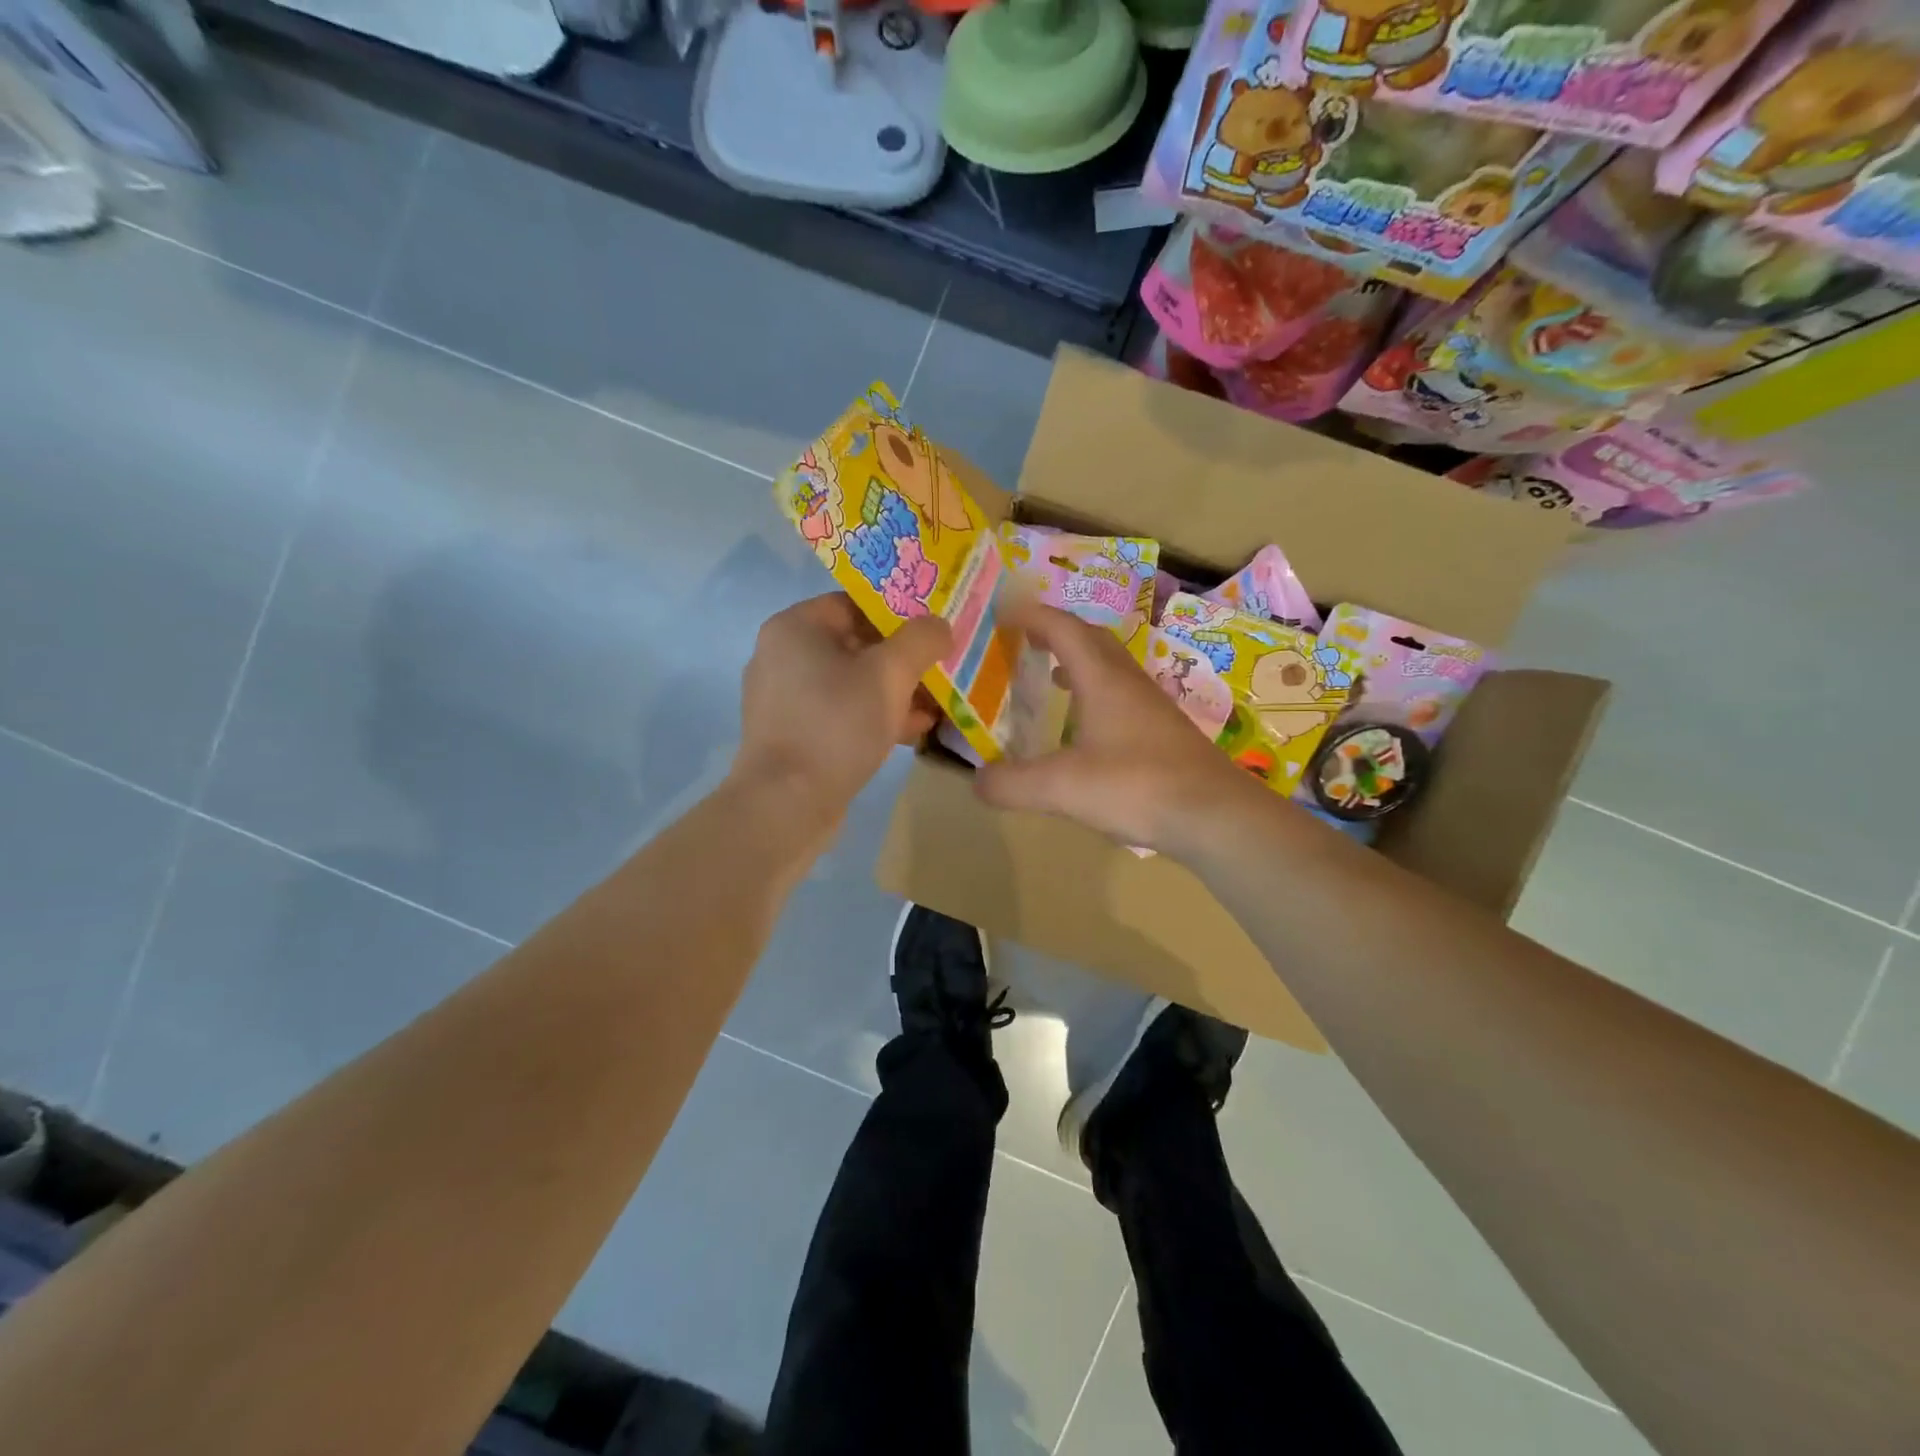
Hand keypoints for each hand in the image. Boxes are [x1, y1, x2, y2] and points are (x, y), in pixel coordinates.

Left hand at [734, 593, 951, 821]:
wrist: (787, 805)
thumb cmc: (836, 725)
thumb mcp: (890, 675)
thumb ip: (921, 640)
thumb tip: (940, 625)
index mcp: (795, 628)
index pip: (854, 604)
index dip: (899, 614)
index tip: (933, 632)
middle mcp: (782, 657)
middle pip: (856, 645)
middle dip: (903, 661)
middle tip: (941, 671)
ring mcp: (784, 700)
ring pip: (852, 683)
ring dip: (894, 693)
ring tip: (935, 707)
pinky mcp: (792, 735)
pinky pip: (840, 713)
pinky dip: (873, 717)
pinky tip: (911, 731)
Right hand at [975, 600, 1266, 856]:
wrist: (1214, 814)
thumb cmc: (1135, 787)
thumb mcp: (1061, 788)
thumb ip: (1013, 784)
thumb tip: (977, 782)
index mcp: (1102, 679)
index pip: (1063, 629)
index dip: (1032, 616)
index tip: (1003, 613)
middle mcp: (1128, 682)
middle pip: (1091, 639)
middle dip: (1056, 632)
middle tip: (1026, 640)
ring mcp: (1152, 706)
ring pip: (1111, 667)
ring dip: (1079, 662)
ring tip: (1052, 677)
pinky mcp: (1164, 731)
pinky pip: (1123, 695)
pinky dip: (1096, 693)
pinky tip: (1089, 727)